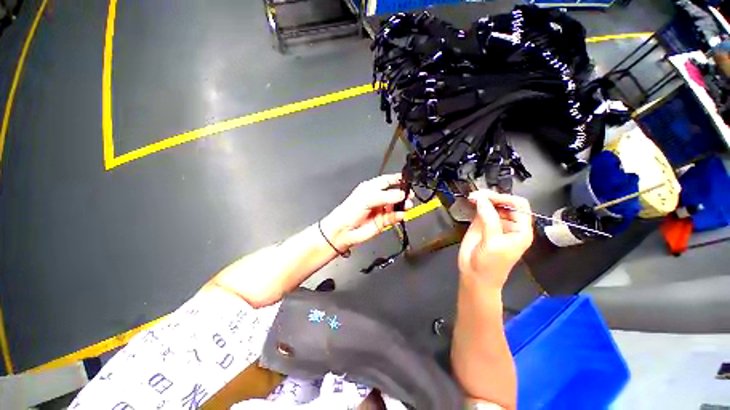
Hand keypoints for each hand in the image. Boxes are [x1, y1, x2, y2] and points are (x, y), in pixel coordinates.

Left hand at [321, 174, 413, 251]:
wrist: (344, 231)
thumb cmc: (348, 212)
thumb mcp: (367, 198)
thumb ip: (386, 196)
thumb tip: (400, 195)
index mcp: (371, 189)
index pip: (387, 181)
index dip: (397, 179)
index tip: (406, 180)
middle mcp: (377, 199)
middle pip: (394, 194)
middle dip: (403, 194)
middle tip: (409, 195)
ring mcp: (380, 210)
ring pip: (396, 206)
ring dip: (403, 205)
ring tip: (407, 205)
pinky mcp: (383, 221)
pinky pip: (394, 217)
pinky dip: (399, 216)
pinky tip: (401, 214)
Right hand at [458, 190, 533, 288]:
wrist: (475, 276)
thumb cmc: (490, 264)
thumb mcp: (493, 242)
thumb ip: (488, 218)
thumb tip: (481, 199)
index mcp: (520, 229)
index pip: (519, 206)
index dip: (505, 199)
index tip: (489, 197)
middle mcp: (509, 224)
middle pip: (504, 203)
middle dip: (492, 197)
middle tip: (477, 195)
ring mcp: (494, 223)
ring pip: (491, 205)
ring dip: (483, 199)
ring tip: (472, 197)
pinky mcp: (481, 225)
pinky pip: (480, 210)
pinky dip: (476, 204)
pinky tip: (471, 202)